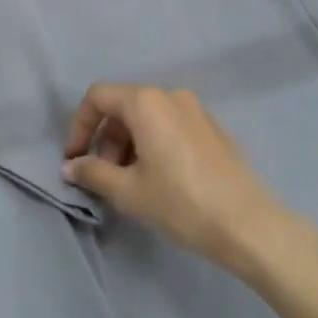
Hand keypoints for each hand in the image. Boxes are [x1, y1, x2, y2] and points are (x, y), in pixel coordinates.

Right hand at [61, 84, 299, 276]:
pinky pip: (169, 124)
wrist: (247, 223)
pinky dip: (152, 142)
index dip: (79, 125)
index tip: (74, 159)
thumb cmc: (181, 203)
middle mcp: (169, 95)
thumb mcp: (129, 192)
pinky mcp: (210, 126)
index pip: (98, 96)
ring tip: (129, 182)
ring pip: (146, 116)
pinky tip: (157, 178)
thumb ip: (93, 173)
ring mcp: (194, 108)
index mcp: (146, 101)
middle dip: (105, 138)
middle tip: (103, 177)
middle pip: (123, 105)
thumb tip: (71, 167)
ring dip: (127, 143)